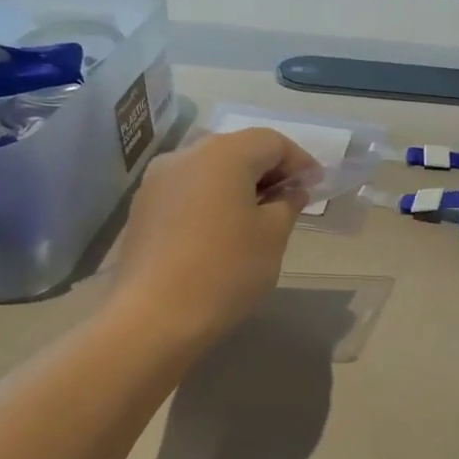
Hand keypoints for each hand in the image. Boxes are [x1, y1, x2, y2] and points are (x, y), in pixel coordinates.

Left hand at [113, 128, 318, 342]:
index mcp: (224, 154)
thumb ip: (287, 204)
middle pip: (237, 150)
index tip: (316, 186)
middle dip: (268, 170)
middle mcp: (186, 155)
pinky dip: (212, 200)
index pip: (271, 142)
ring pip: (209, 170)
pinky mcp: (143, 208)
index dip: (299, 161)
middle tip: (291, 200)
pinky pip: (188, 190)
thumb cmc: (227, 270)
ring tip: (258, 217)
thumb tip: (292, 190)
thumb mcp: (273, 236)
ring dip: (239, 185)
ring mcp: (157, 181)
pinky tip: (223, 231)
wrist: (154, 317)